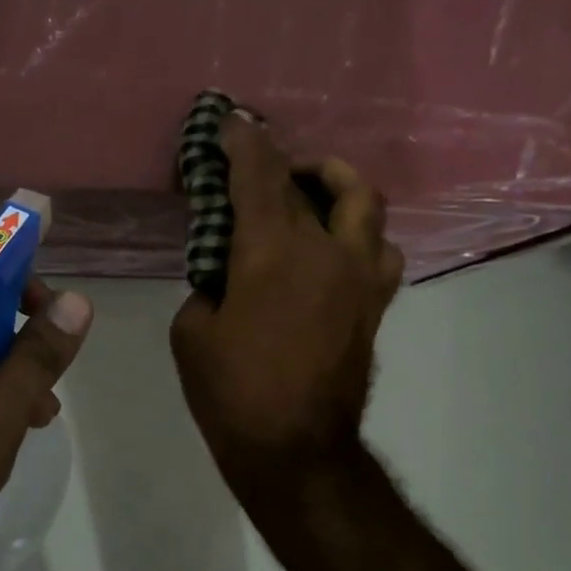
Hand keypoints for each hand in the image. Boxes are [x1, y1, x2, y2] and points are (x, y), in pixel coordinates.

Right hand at [171, 115, 403, 501]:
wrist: (296, 450)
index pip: (259, 175)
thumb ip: (208, 286)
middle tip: (265, 165)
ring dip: (337, 185)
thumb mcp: (192, 332)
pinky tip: (334, 247)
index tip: (230, 121)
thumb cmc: (232, 392)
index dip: (243, 142)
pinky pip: (379, 249)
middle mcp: (326, 250)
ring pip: (365, 203)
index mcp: (272, 252)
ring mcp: (360, 276)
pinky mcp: (375, 304)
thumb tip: (227, 276)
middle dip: (287, 160)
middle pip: (318, 179)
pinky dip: (359, 233)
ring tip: (311, 195)